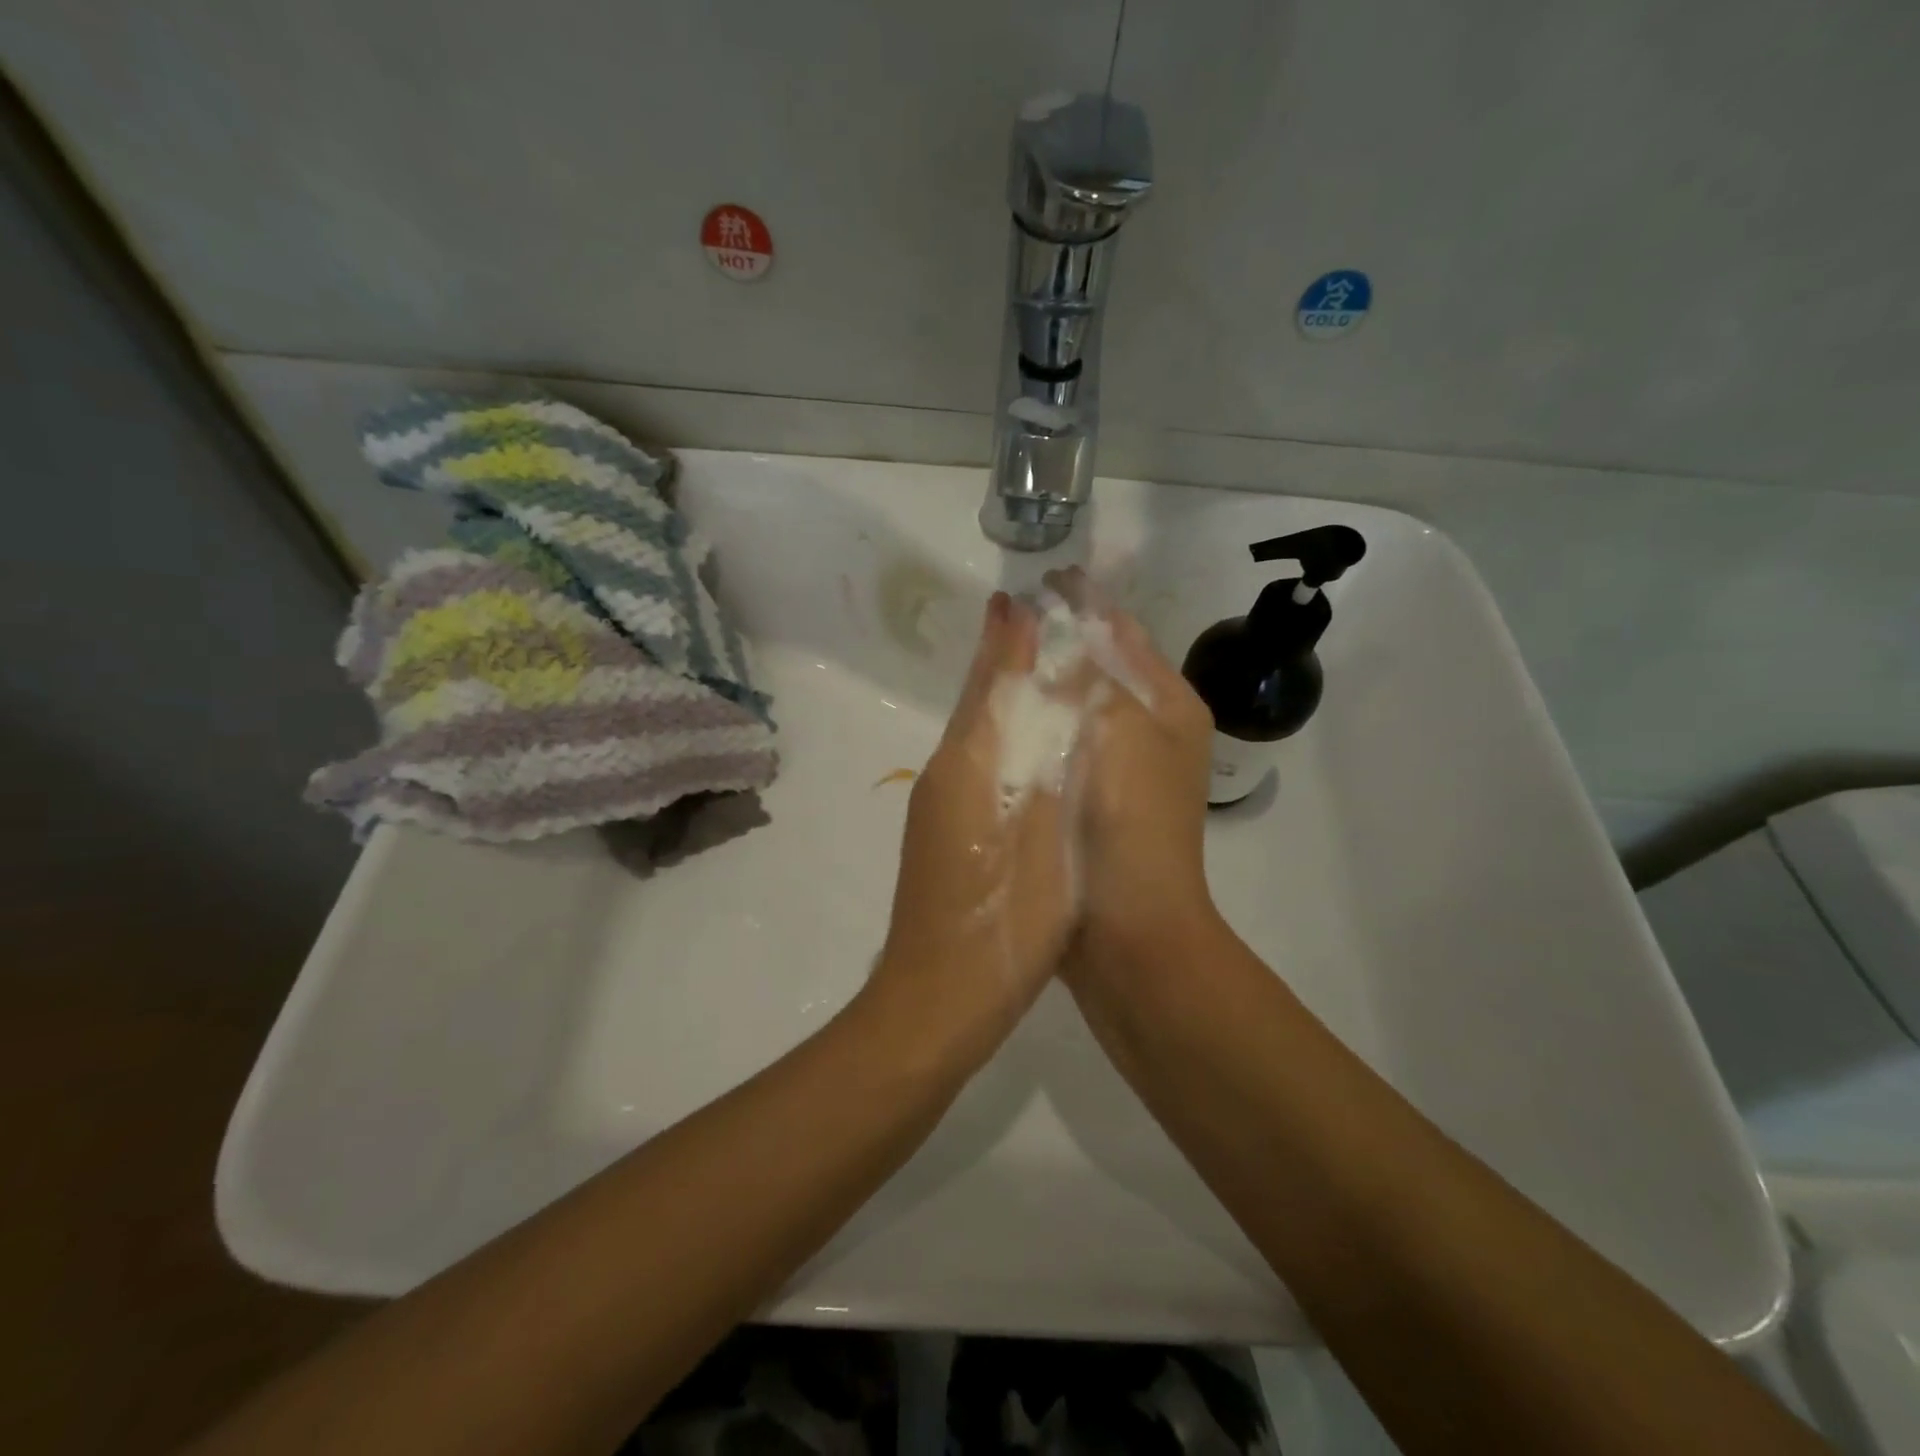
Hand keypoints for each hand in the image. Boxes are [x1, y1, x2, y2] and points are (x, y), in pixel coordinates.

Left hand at [866, 592, 1080, 1064]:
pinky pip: (976, 768)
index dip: (1008, 640)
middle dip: (1000, 659)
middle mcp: (944, 775)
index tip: (1022, 597)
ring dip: (1000, 698)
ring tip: (1033, 669)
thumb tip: (1052, 686)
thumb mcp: (1041, 830)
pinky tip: (1024, 751)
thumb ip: (1044, 756)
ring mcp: (939, 809)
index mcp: (967, 764)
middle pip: (977, 703)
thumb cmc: (1007, 916)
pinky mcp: (945, 838)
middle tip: (1023, 616)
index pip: (991, 683)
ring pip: (975, 736)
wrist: (941, 996)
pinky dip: (1000, 742)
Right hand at [1042, 569, 1217, 963]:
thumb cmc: (1129, 822)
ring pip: (1082, 705)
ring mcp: (1127, 769)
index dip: (1084, 602)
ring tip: (1002, 655)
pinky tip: (1007, 717)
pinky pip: (1065, 744)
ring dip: (1049, 679)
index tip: (1043, 578)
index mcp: (1169, 705)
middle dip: (1063, 638)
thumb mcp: (1113, 730)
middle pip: (1104, 666)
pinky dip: (1041, 724)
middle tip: (1013, 616)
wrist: (1131, 930)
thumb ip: (1080, 673)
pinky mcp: (1097, 801)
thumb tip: (1040, 621)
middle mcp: (1155, 730)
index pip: (1123, 633)